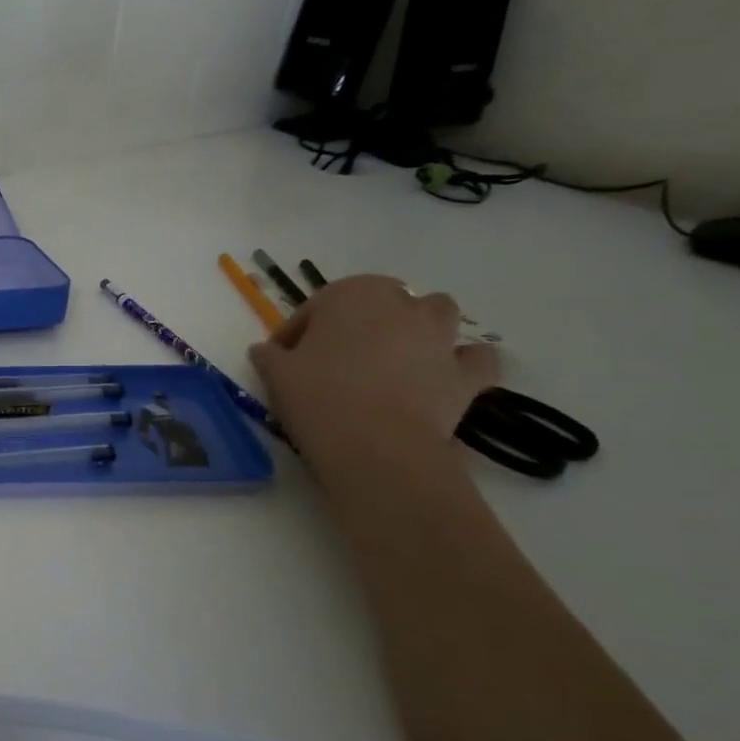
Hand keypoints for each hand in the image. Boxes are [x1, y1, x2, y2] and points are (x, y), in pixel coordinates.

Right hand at [249, 275, 499, 459]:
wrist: (375, 445)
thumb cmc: (317, 396)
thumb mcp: (275, 373)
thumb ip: (269, 355)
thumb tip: (264, 350)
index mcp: (350, 294)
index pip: (316, 307)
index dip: (296, 332)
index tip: (282, 358)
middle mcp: (401, 304)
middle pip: (380, 301)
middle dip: (362, 320)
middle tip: (337, 356)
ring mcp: (440, 337)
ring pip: (437, 312)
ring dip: (419, 327)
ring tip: (392, 358)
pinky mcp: (467, 373)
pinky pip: (475, 358)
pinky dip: (462, 363)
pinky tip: (442, 377)